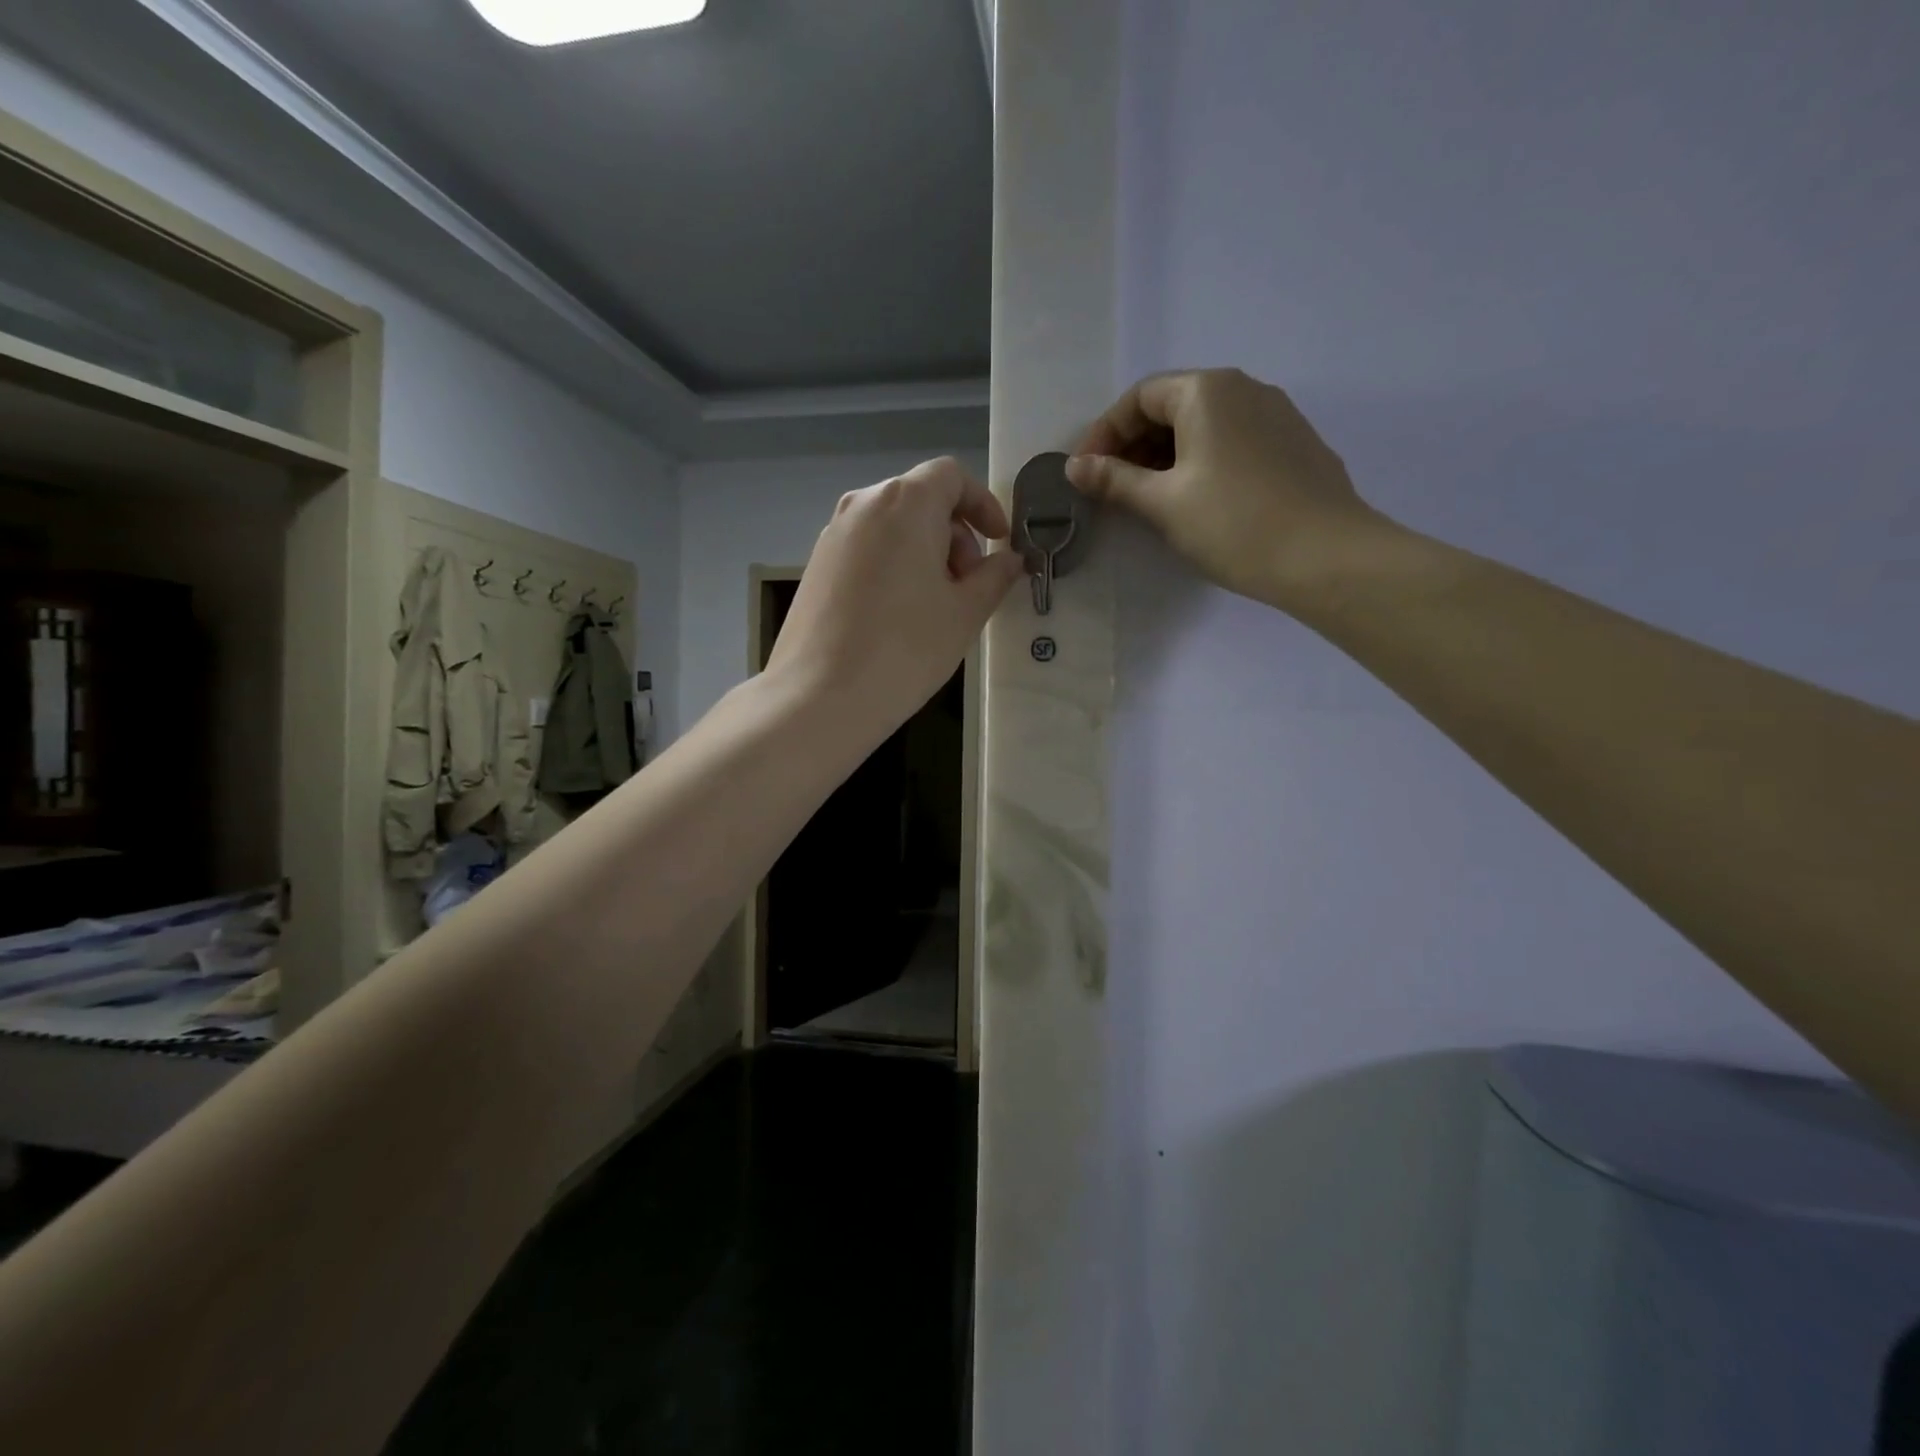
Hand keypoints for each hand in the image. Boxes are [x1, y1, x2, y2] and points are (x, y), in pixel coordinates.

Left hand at [768, 456, 1026, 739]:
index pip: (951, 476)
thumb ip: (994, 576)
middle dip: (955, 534)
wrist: (819, 696)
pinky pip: (868, 548)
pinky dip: (895, 565)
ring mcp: (833, 534)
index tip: (999, 542)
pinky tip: (900, 615)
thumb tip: (1009, 560)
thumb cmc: (904, 649)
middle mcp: (863, 505)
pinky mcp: (816, 565)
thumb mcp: (964, 613)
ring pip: (892, 526)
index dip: (983, 504)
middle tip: (969, 586)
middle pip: (920, 499)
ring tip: (937, 605)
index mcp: (904, 503)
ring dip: (925, 552)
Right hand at [1065, 368, 1392, 612]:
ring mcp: (1276, 414)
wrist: (1326, 556)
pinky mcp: (1294, 444)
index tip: (1085, 472)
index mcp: (1207, 391)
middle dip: (1134, 444)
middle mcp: (1244, 388)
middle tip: (1112, 488)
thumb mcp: (1163, 503)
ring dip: (1167, 455)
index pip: (1139, 397)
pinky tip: (1196, 499)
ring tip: (1148, 498)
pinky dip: (1202, 461)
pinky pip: (1233, 440)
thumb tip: (1074, 467)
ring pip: (1205, 424)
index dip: (1105, 433)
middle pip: (1173, 405)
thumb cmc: (1233, 524)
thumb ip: (1115, 480)